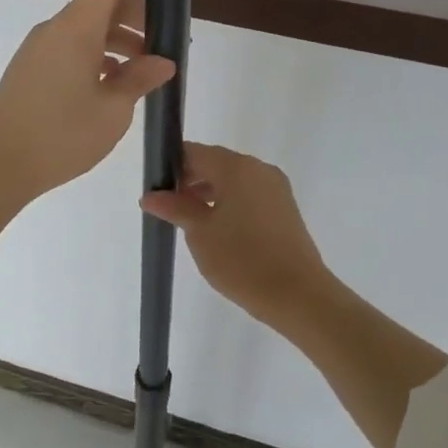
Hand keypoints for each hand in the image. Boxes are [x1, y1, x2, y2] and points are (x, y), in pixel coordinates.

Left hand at [0, 0, 175, 205]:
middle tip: (168, 44)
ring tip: (147, 71)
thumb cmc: (60, 135)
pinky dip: (99, 55)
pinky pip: (73, 47)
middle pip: (104, 0)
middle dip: (140, 13)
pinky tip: (115, 85)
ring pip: (89, 27)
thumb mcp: (113, 110)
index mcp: (78, 27)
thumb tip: (163, 61)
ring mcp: (41, 48)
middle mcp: (57, 28)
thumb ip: (140, 79)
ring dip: (121, 38)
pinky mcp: (33, 68)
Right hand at [140, 143, 333, 322]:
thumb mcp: (200, 233)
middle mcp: (259, 169)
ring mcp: (276, 188)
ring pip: (234, 180)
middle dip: (190, 181)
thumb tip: (150, 195)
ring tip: (191, 222)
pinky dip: (230, 204)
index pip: (195, 152)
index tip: (156, 189)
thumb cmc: (242, 259)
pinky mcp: (285, 208)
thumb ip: (175, 208)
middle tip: (168, 208)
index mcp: (237, 167)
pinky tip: (218, 230)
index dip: (172, 166)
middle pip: (216, 163)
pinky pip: (250, 195)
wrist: (297, 295)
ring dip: (210, 193)